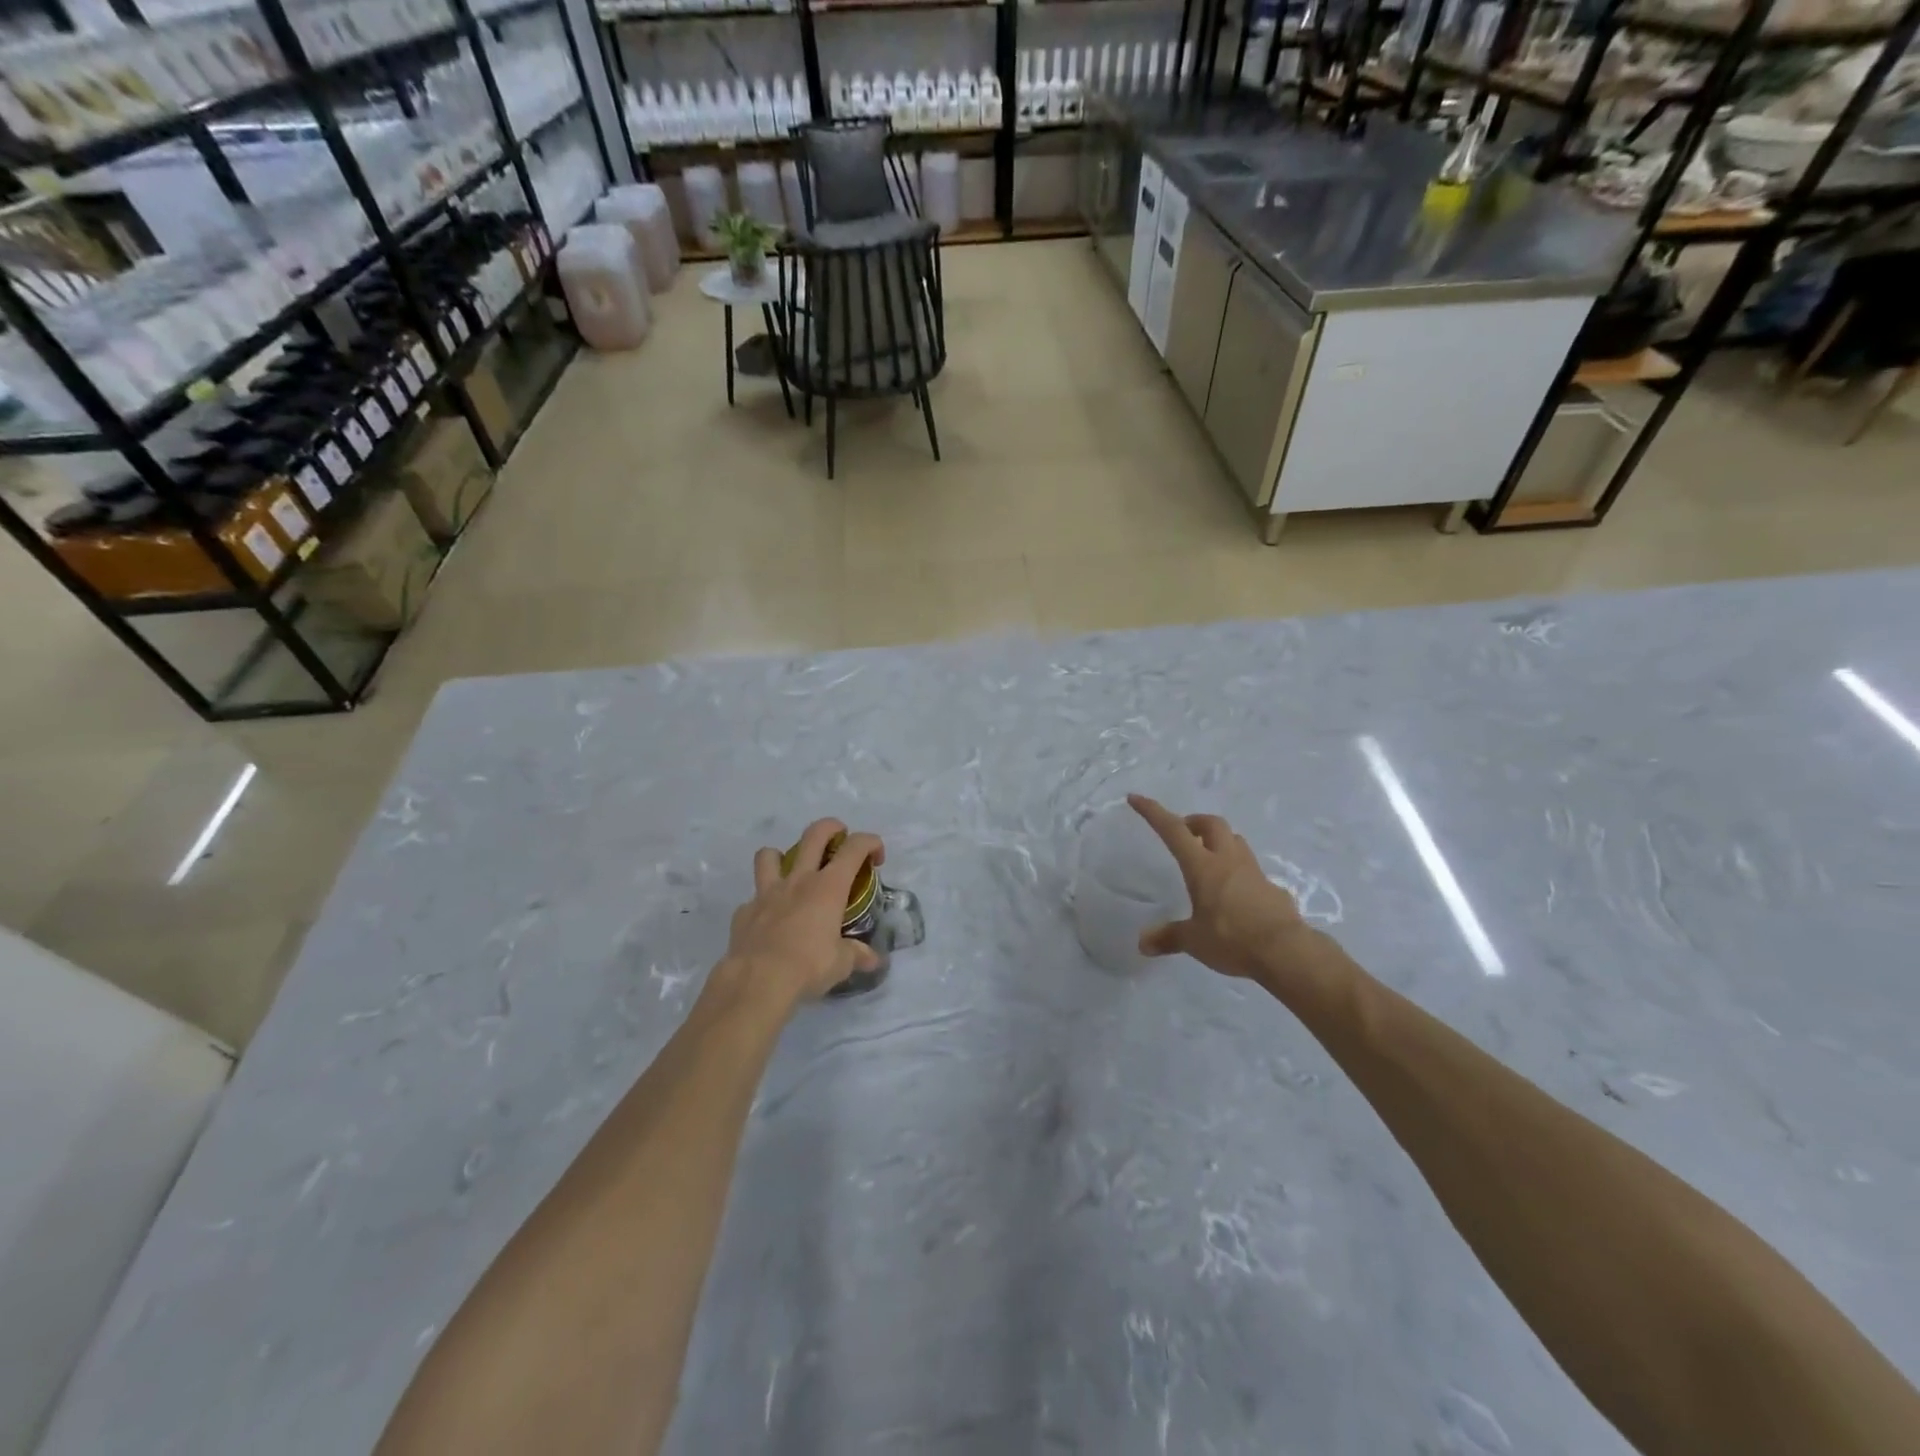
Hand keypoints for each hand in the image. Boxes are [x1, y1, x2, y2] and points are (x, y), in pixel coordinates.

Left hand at [719, 818, 884, 1008]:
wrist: (758, 981)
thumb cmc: (808, 966)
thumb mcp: (841, 964)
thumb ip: (857, 955)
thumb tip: (873, 959)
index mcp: (828, 887)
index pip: (855, 848)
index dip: (871, 843)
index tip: (877, 857)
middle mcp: (799, 880)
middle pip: (814, 834)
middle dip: (831, 828)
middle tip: (839, 839)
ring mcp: (767, 892)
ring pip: (769, 855)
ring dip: (782, 857)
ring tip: (792, 873)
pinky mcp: (745, 911)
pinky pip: (754, 898)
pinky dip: (763, 904)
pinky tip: (770, 921)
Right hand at [1127, 794, 1321, 985]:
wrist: (1287, 952)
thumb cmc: (1232, 939)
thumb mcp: (1194, 941)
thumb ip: (1169, 937)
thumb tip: (1143, 944)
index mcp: (1203, 867)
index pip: (1173, 830)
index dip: (1154, 812)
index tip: (1136, 798)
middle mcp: (1228, 861)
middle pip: (1212, 824)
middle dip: (1194, 822)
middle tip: (1183, 834)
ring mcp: (1253, 872)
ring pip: (1235, 840)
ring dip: (1218, 840)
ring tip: (1207, 857)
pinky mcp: (1272, 888)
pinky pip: (1251, 868)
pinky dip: (1238, 870)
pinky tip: (1234, 893)